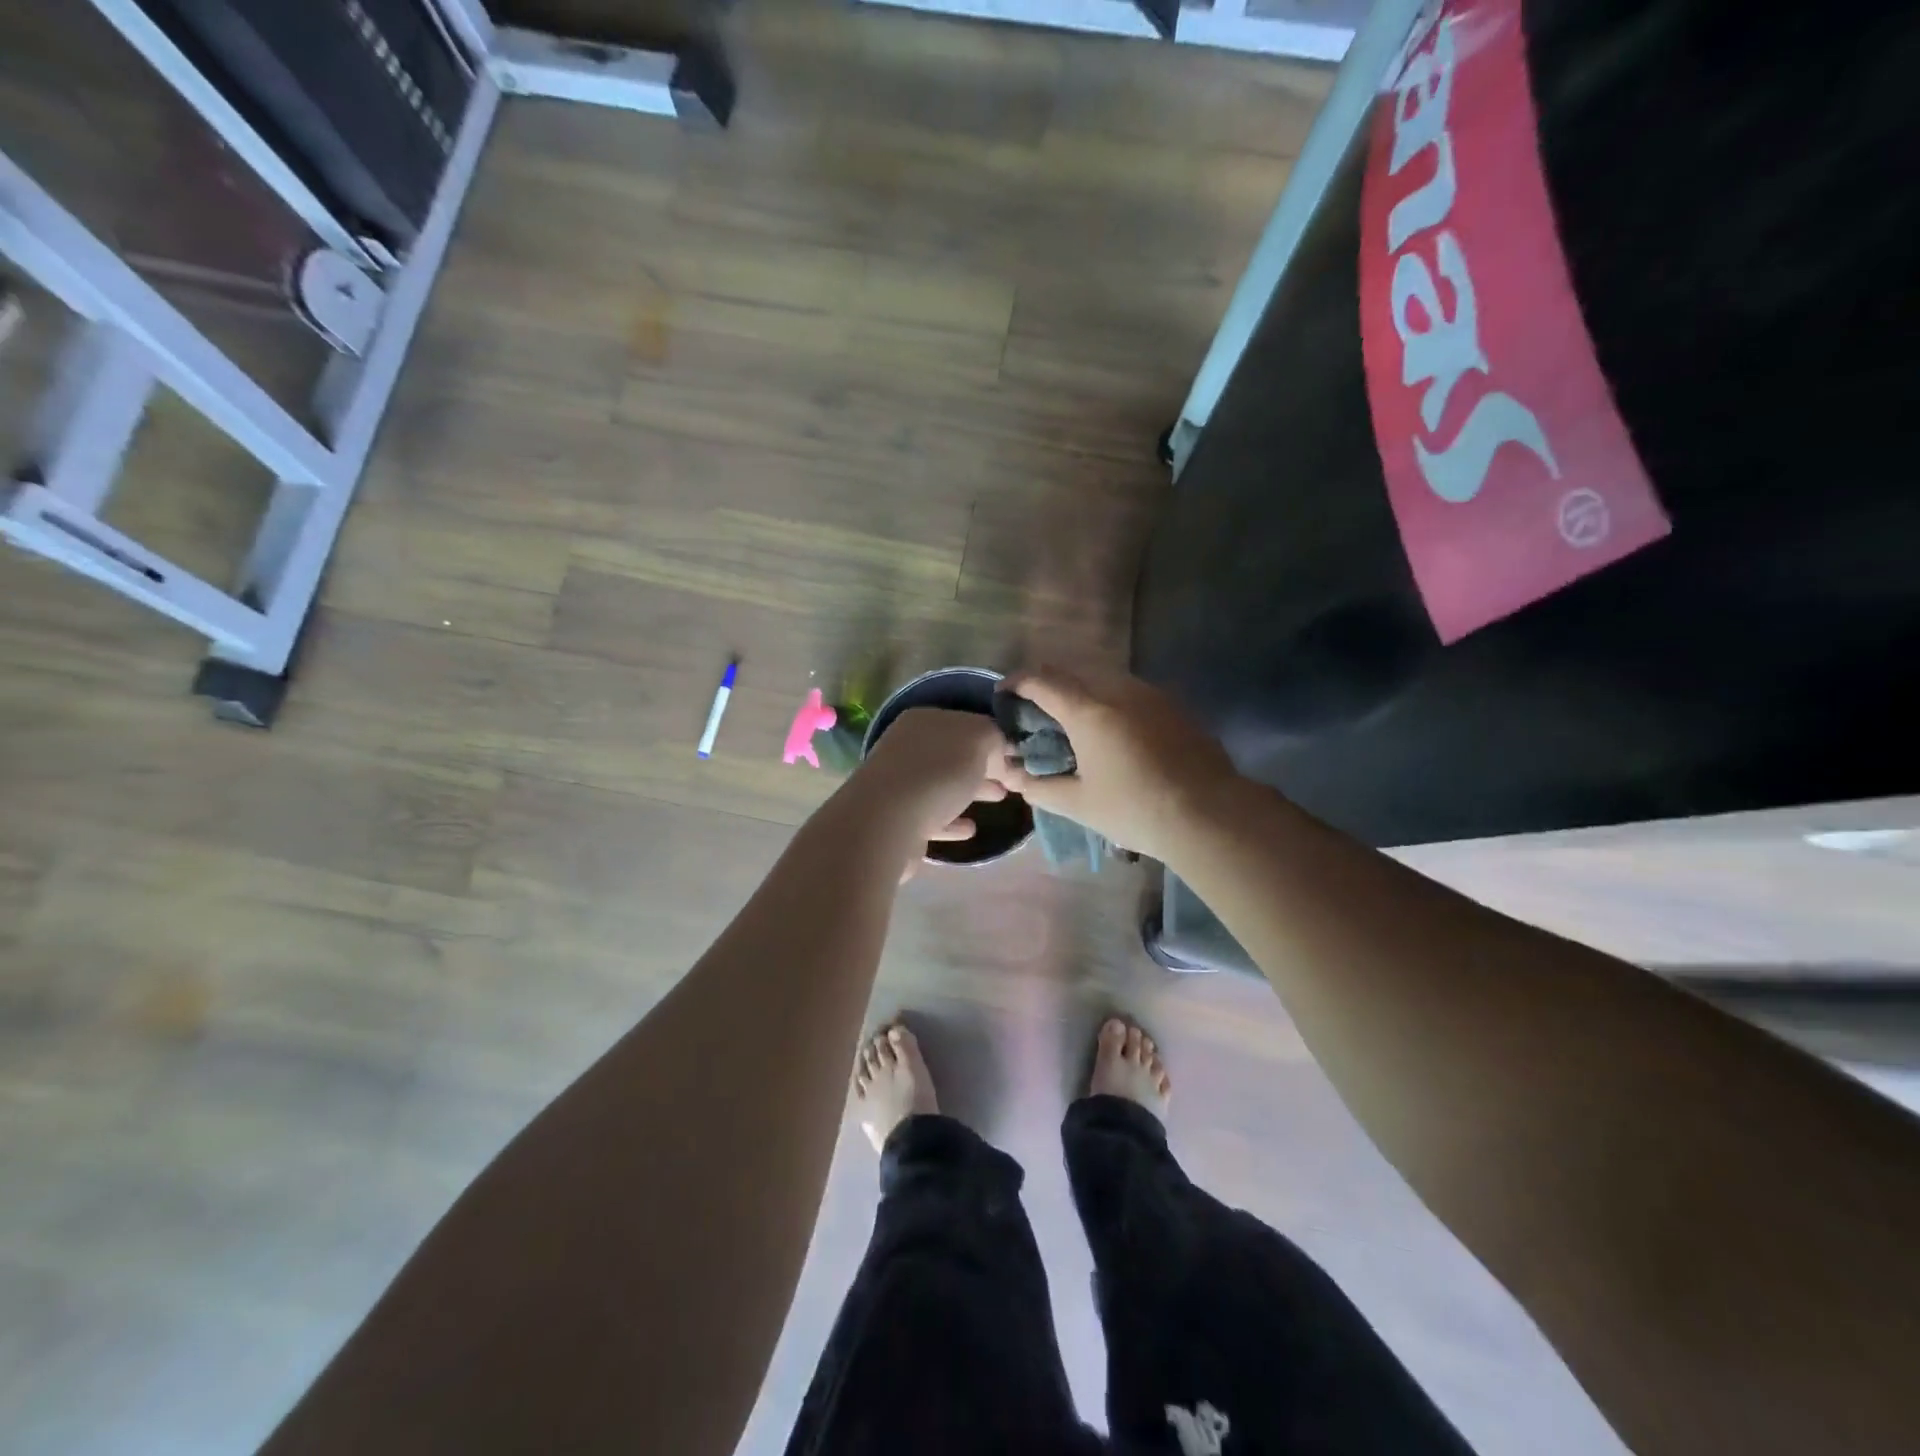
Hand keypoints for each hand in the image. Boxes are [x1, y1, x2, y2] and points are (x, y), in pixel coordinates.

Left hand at [856, 708, 1008, 850]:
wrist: (887, 822)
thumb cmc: (937, 772)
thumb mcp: (978, 740)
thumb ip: (995, 737)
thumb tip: (999, 750)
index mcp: (923, 721)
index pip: (966, 723)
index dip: (994, 737)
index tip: (1018, 754)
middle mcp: (907, 748)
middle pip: (954, 754)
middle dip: (985, 765)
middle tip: (1013, 778)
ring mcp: (900, 784)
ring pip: (944, 784)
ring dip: (971, 790)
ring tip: (1000, 798)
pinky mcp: (898, 820)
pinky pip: (933, 816)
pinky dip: (952, 820)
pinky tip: (970, 829)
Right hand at [996, 666, 1242, 860]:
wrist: (1209, 813)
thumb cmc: (1135, 808)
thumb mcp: (1079, 804)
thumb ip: (1040, 787)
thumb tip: (1013, 778)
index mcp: (1088, 710)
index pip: (1042, 681)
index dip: (1018, 682)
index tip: (1004, 693)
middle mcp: (1117, 690)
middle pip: (1073, 671)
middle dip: (1048, 683)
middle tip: (1036, 709)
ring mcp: (1150, 695)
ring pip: (1104, 677)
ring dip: (1081, 688)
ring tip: (1073, 718)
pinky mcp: (1173, 706)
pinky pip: (1130, 690)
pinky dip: (1109, 699)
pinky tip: (1112, 729)